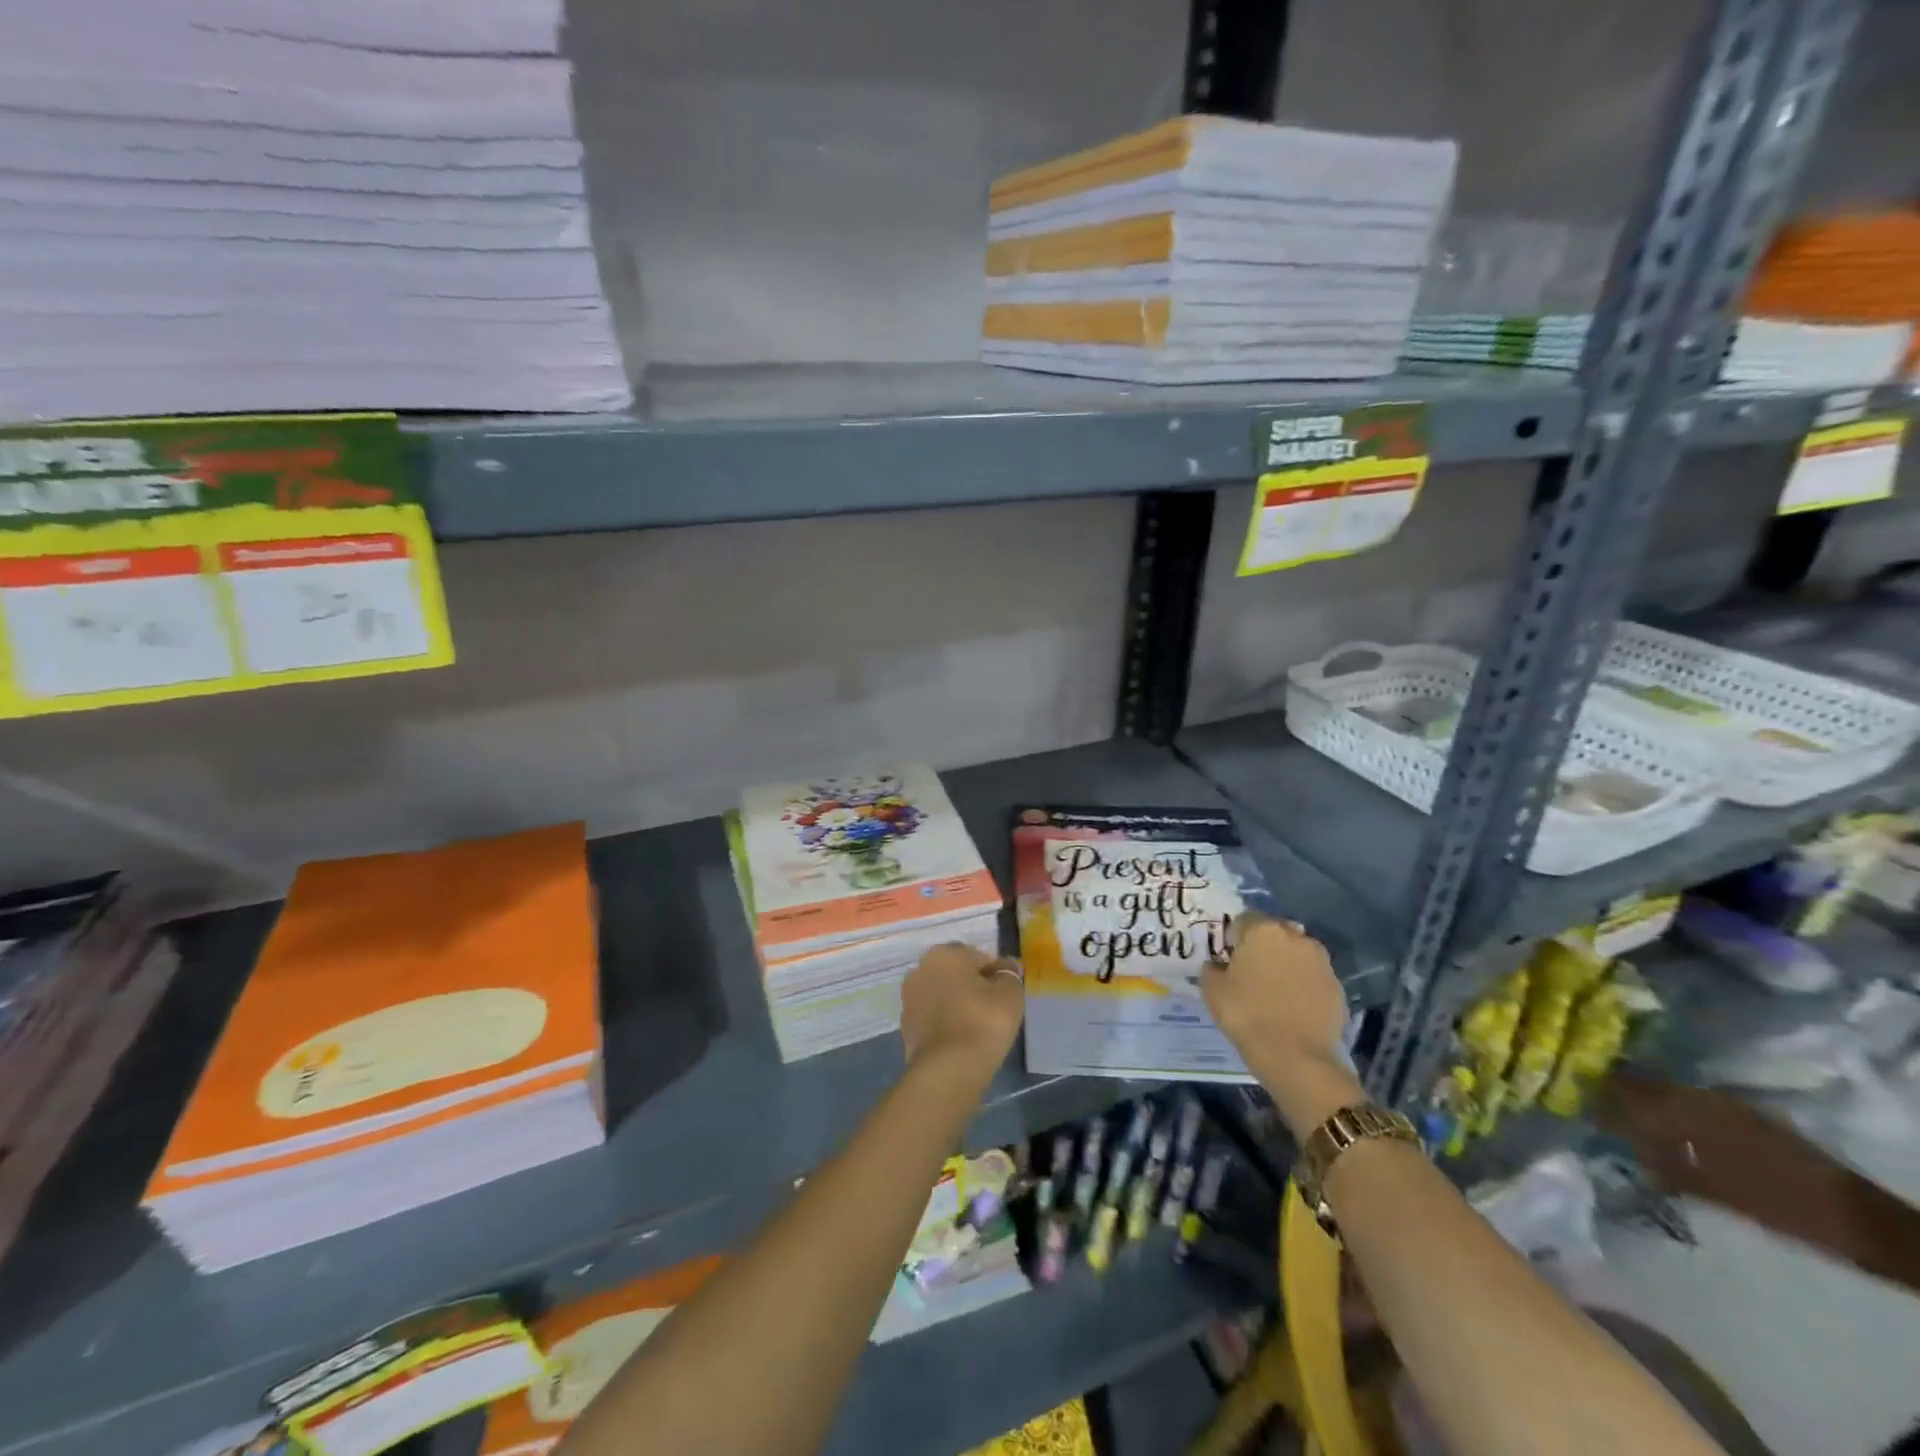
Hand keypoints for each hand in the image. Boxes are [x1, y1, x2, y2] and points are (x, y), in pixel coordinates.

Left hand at [900, 943, 1024, 1083]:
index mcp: (946, 953)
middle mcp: (922, 967)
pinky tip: (960, 1038)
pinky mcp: (905, 1025)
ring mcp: (909, 996)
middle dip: (973, 985)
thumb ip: (1009, 974)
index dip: (996, 974)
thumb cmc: (983, 1021)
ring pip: (942, 994)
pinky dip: (945, 1021)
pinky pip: (933, 1016)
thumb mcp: (1010, 993)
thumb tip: (1006, 967)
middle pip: (957, 973)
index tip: (1006, 994)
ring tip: (977, 1026)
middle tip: (993, 1009)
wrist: (947, 1069)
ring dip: (957, 1003)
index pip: (979, 957)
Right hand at [1201, 912, 1363, 1136]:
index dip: (1233, 938)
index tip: (1227, 959)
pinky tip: (1292, 1007)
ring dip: (1285, 964)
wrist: (1296, 1057)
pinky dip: (1303, 985)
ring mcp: (1321, 962)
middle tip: (1250, 973)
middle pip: (1273, 934)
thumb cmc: (1247, 1015)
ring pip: (1296, 954)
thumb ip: (1211, 968)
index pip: (1243, 921)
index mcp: (1263, 930)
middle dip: (1262, 947)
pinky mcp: (1337, 987)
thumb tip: (1217, 965)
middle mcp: (1296, 937)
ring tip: (1274, 991)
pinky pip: (1312, 977)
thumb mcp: (1212, 990)